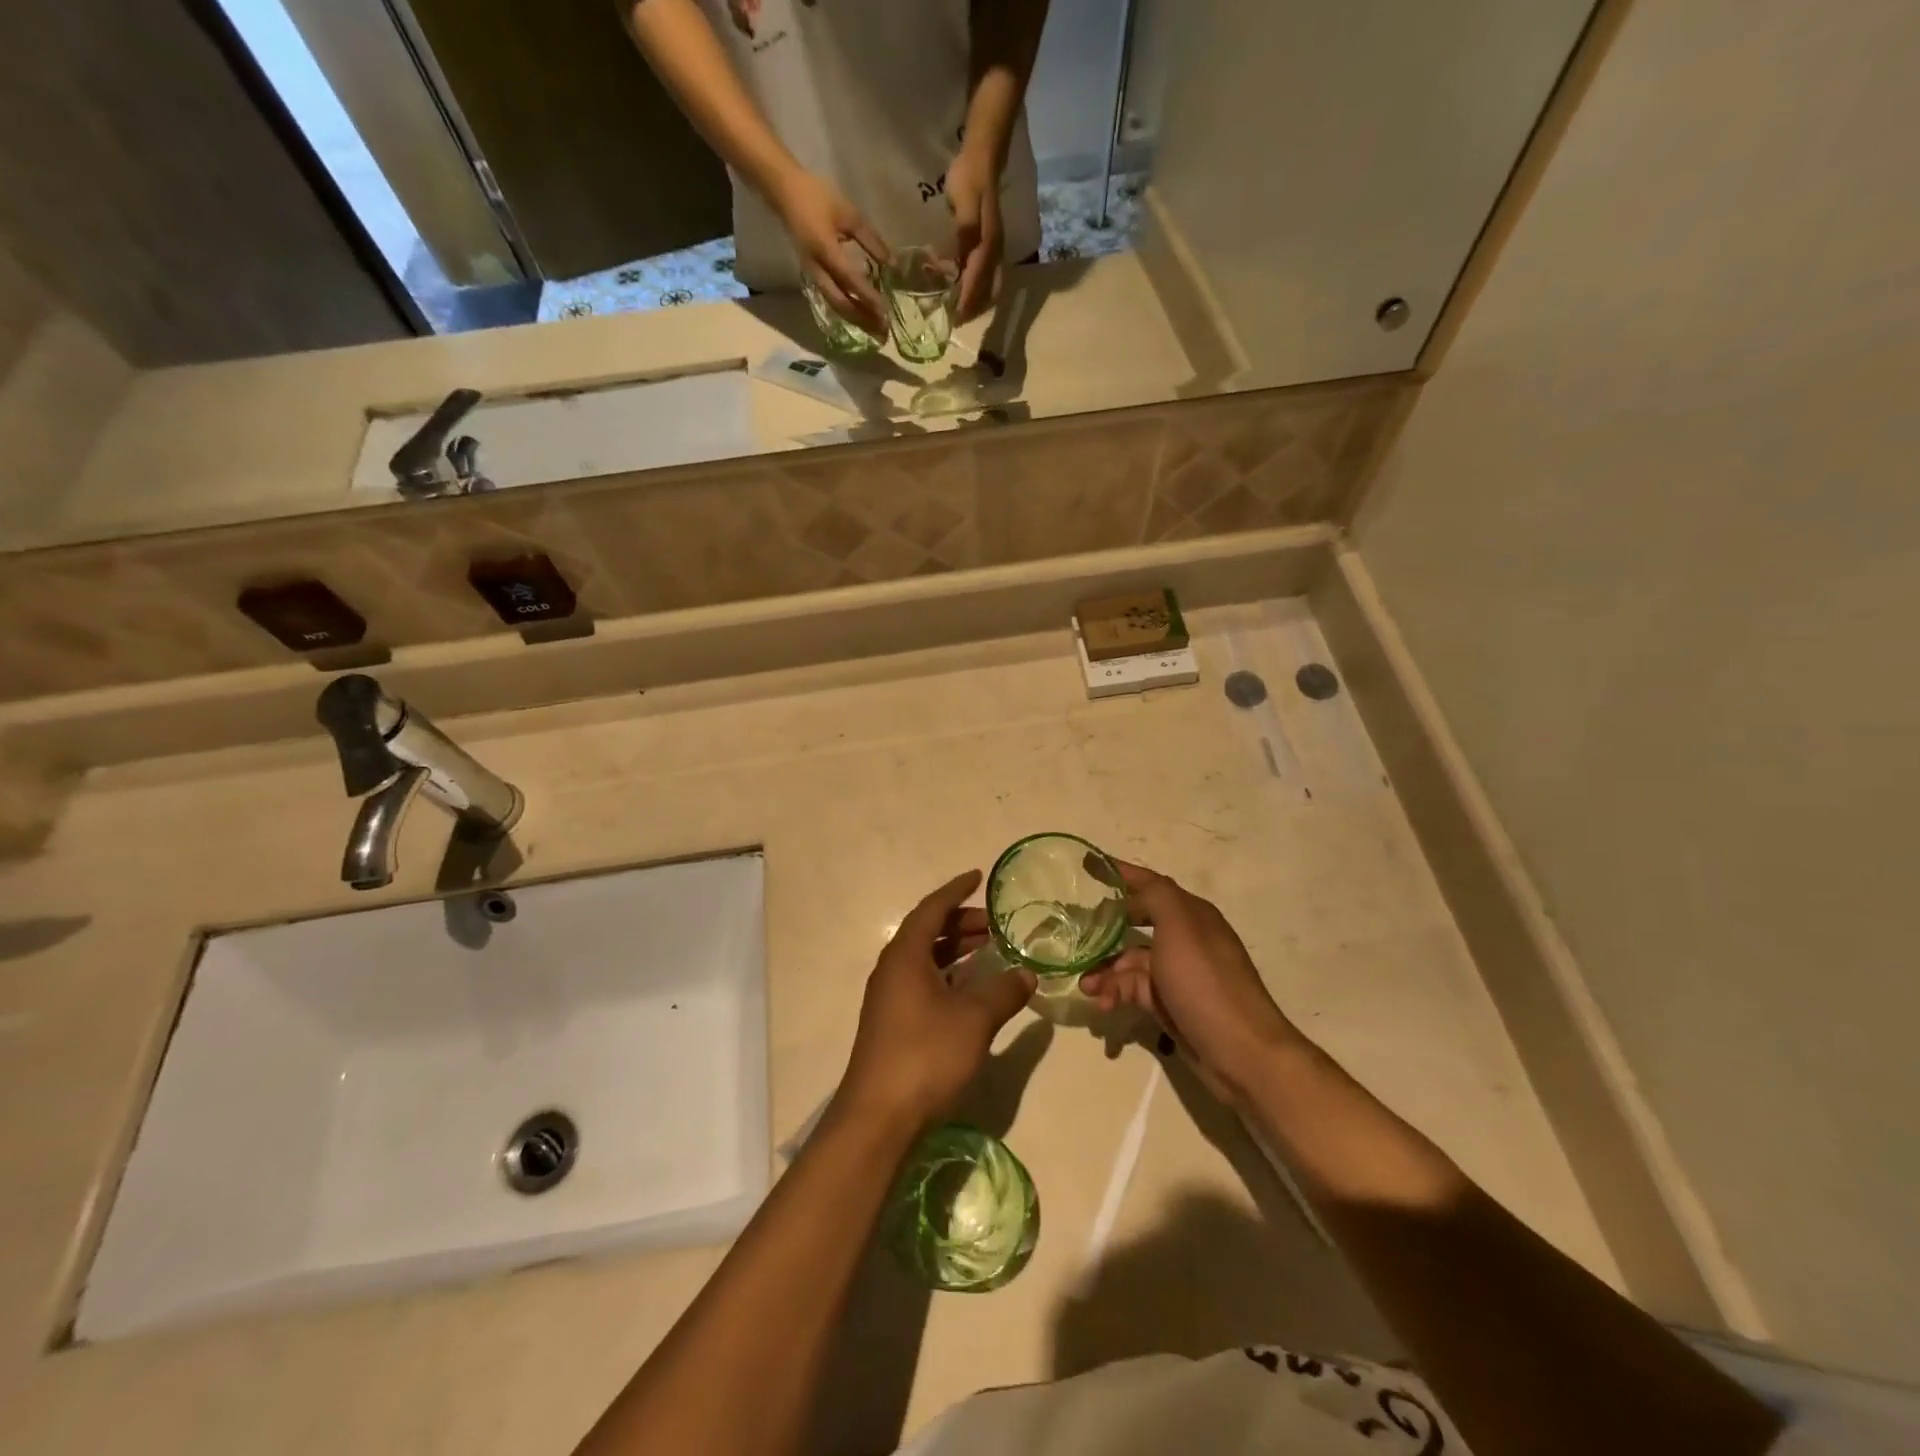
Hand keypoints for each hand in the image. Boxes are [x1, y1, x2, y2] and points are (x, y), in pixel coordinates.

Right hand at [770, 169, 889, 333]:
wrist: (784, 192)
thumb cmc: (817, 197)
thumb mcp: (849, 214)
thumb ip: (870, 240)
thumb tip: (891, 263)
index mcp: (826, 251)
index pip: (851, 281)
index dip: (869, 298)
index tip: (887, 312)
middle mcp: (818, 269)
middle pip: (842, 304)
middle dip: (863, 319)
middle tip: (884, 331)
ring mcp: (813, 275)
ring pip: (836, 306)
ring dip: (856, 319)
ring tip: (875, 329)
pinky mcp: (812, 277)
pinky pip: (831, 300)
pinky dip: (847, 311)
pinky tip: (860, 316)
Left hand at [839, 870, 1037, 1130]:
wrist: (879, 1117)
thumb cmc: (925, 1055)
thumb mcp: (974, 1020)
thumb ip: (1003, 992)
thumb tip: (1027, 974)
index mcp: (905, 956)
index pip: (931, 909)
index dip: (955, 891)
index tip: (978, 878)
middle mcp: (893, 970)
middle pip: (927, 932)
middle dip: (960, 923)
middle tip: (995, 924)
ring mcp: (890, 998)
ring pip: (925, 960)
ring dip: (955, 950)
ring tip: (989, 950)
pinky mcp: (893, 1024)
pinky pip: (923, 982)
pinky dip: (948, 976)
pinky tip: (971, 989)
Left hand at [945, 147, 1003, 321]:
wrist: (983, 157)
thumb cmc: (969, 179)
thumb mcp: (963, 204)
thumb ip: (964, 232)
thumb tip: (960, 263)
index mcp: (987, 246)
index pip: (977, 282)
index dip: (966, 302)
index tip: (954, 318)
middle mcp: (995, 252)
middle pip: (988, 291)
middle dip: (974, 308)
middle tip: (956, 320)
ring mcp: (995, 249)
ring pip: (990, 286)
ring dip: (977, 301)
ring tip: (960, 311)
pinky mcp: (992, 245)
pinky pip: (988, 276)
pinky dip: (978, 289)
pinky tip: (966, 289)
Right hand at [1079, 861, 1302, 1102]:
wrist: (1241, 1053)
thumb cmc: (1206, 982)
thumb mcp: (1180, 927)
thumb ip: (1156, 896)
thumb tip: (1131, 888)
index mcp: (1191, 914)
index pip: (1150, 884)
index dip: (1119, 873)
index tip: (1087, 865)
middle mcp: (1185, 939)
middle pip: (1135, 923)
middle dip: (1104, 930)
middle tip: (1073, 935)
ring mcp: (1177, 974)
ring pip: (1129, 961)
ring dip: (1105, 971)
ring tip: (1086, 987)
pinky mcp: (1170, 1004)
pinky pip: (1133, 990)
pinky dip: (1115, 994)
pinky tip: (1103, 1005)